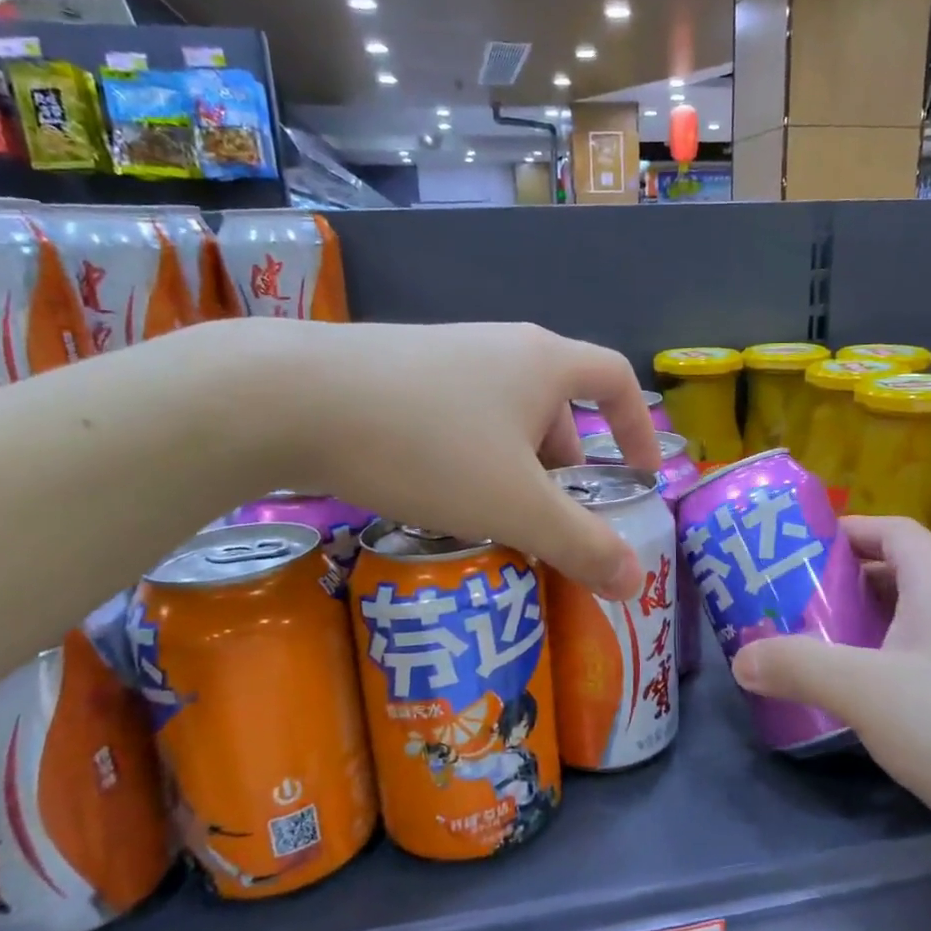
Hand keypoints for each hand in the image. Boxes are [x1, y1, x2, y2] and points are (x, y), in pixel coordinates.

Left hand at [261, 321, 663, 599]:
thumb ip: (581, 544)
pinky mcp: (397, 373)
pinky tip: (436, 497)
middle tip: (552, 519)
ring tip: (493, 519)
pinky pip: (457, 418)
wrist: (290, 397)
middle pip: (558, 406)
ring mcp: (444, 356)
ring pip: (502, 416)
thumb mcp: (515, 505)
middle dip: (566, 466)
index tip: (640, 477)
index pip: (616, 379)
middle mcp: (500, 347)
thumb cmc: (428, 445)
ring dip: (513, 467)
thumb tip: (636, 584)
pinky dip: (468, 458)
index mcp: (543, 363)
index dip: (638, 428)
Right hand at [729, 516, 930, 855]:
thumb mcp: (866, 691)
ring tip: (819, 650)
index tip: (797, 551)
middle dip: (845, 584)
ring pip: (915, 622)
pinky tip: (868, 702)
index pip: (891, 530)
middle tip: (793, 605)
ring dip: (868, 628)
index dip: (844, 531)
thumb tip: (740, 659)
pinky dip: (893, 666)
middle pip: (899, 573)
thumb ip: (797, 666)